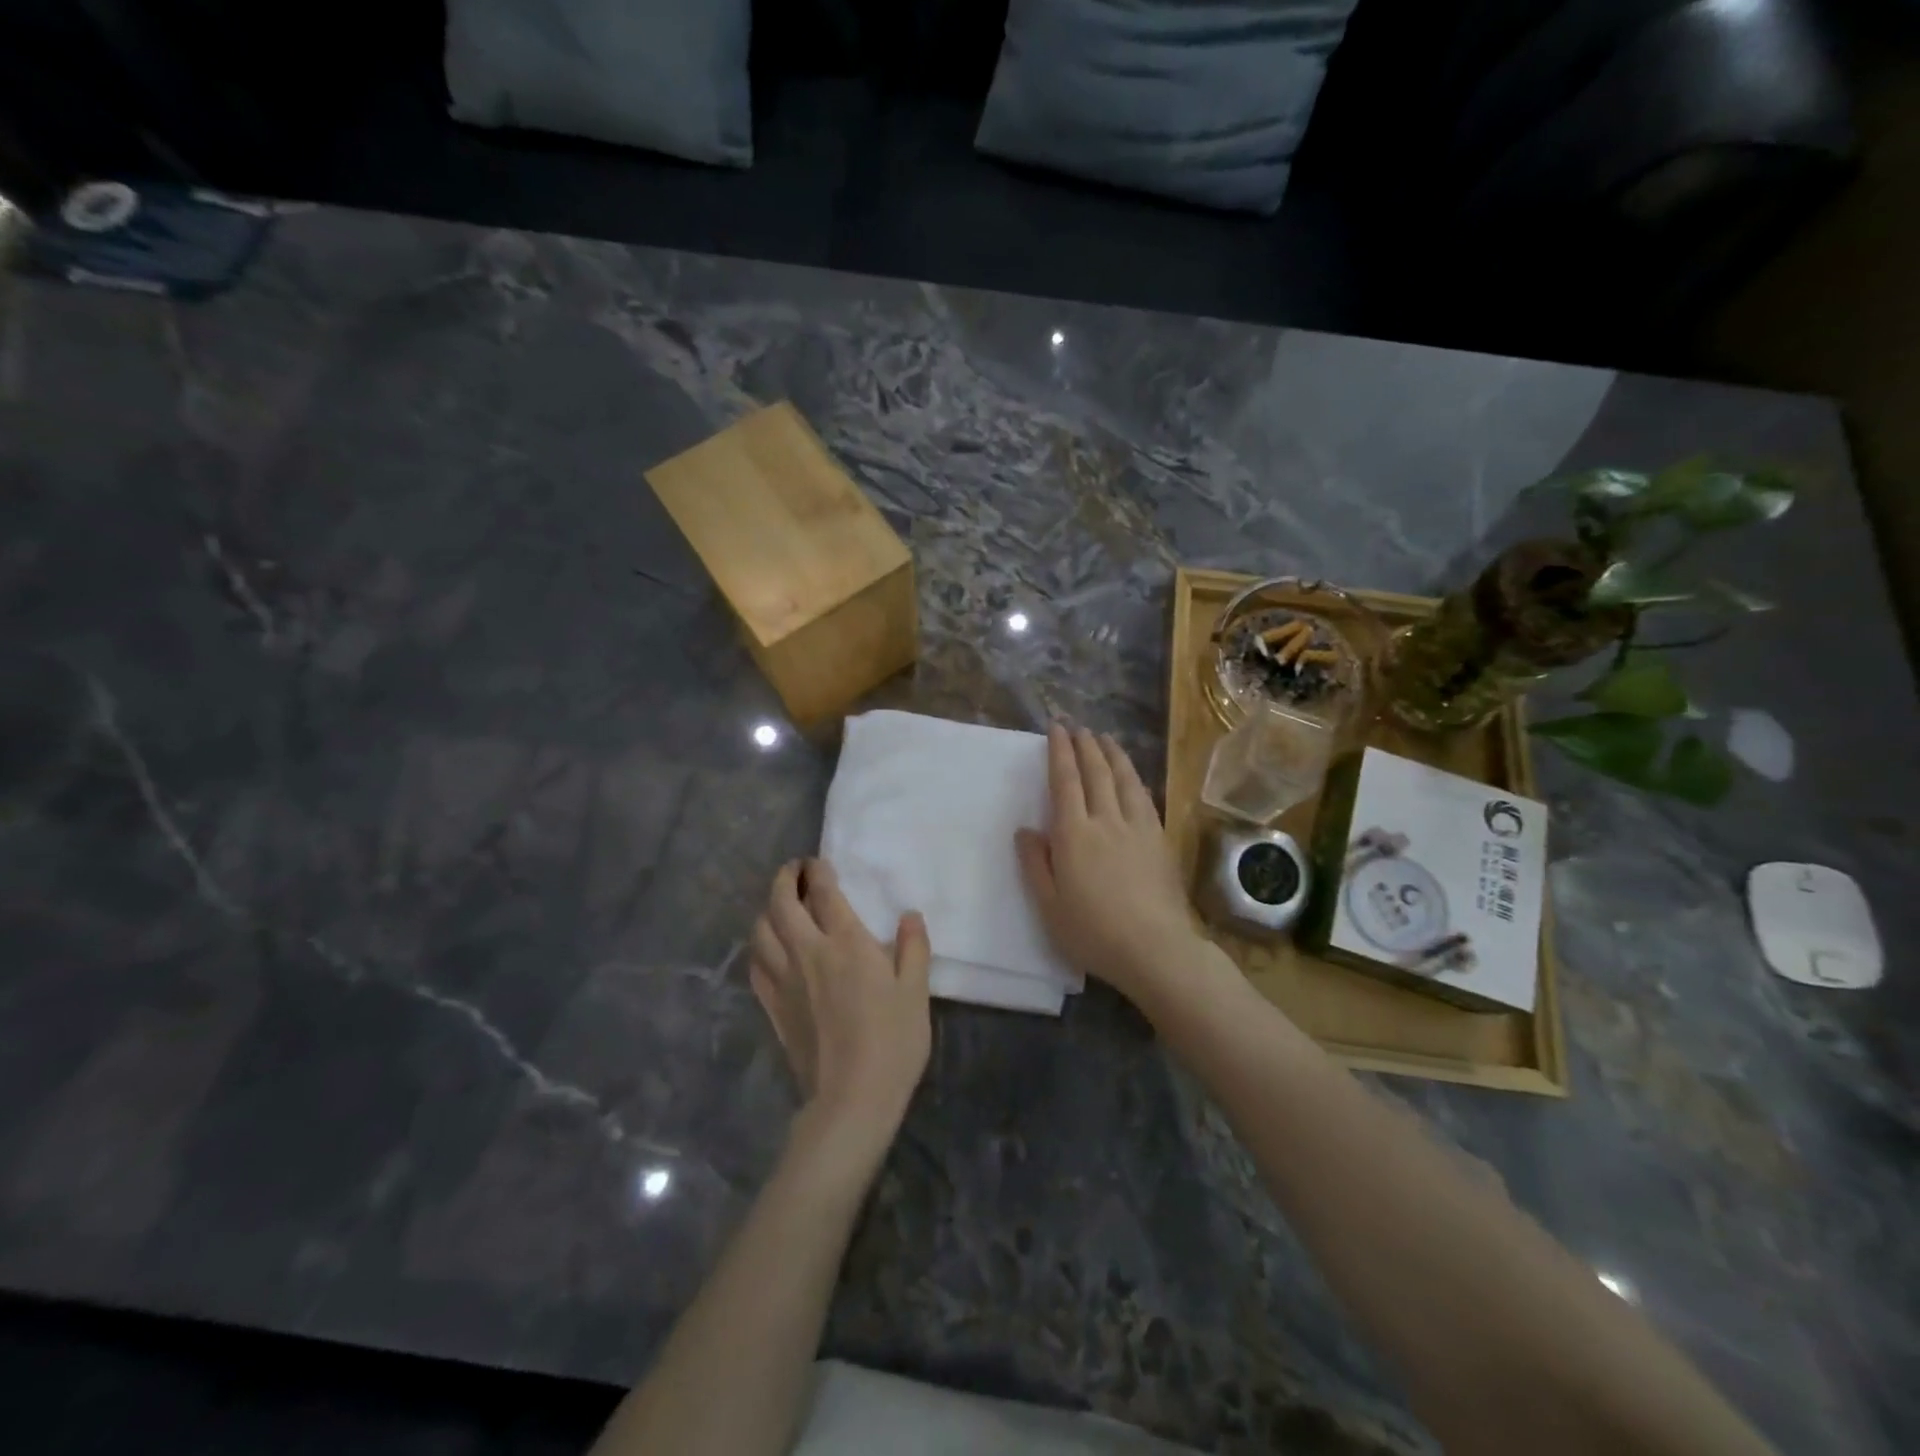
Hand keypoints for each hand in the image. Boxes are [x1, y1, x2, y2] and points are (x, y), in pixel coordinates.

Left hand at [749, 859, 931, 1164]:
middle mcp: (809, 952)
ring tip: (780, 905)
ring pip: (761, 931)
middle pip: (783, 903)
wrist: (851, 1098)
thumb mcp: (916, 992)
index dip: (818, 872)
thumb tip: (909, 915)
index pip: (824, 893)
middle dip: (786, 879)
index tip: (818, 863)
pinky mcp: (773, 1007)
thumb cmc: (892, 1042)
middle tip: (795, 870)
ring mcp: (785, 980)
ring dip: (767, 909)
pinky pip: (756, 966)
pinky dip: (759, 947)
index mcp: (847, 943)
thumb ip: (913, 948)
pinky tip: (769, 949)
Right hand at [1016, 724, 1201, 1004]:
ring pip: (1123, 780)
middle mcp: (1105, 821)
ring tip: (1105, 738)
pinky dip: (1134, 779)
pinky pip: (1144, 798)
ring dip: (1112, 755)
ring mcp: (1137, 828)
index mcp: (1073, 835)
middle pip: (1095, 773)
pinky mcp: (1159, 840)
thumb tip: (1025, 830)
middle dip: (1085, 746)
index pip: (1064, 782)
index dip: (1060, 752)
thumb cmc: (1093, 932)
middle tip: (1078, 726)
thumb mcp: (1049, 906)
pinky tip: (1132, 776)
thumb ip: (1035, 864)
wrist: (1154, 948)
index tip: (1057, 729)